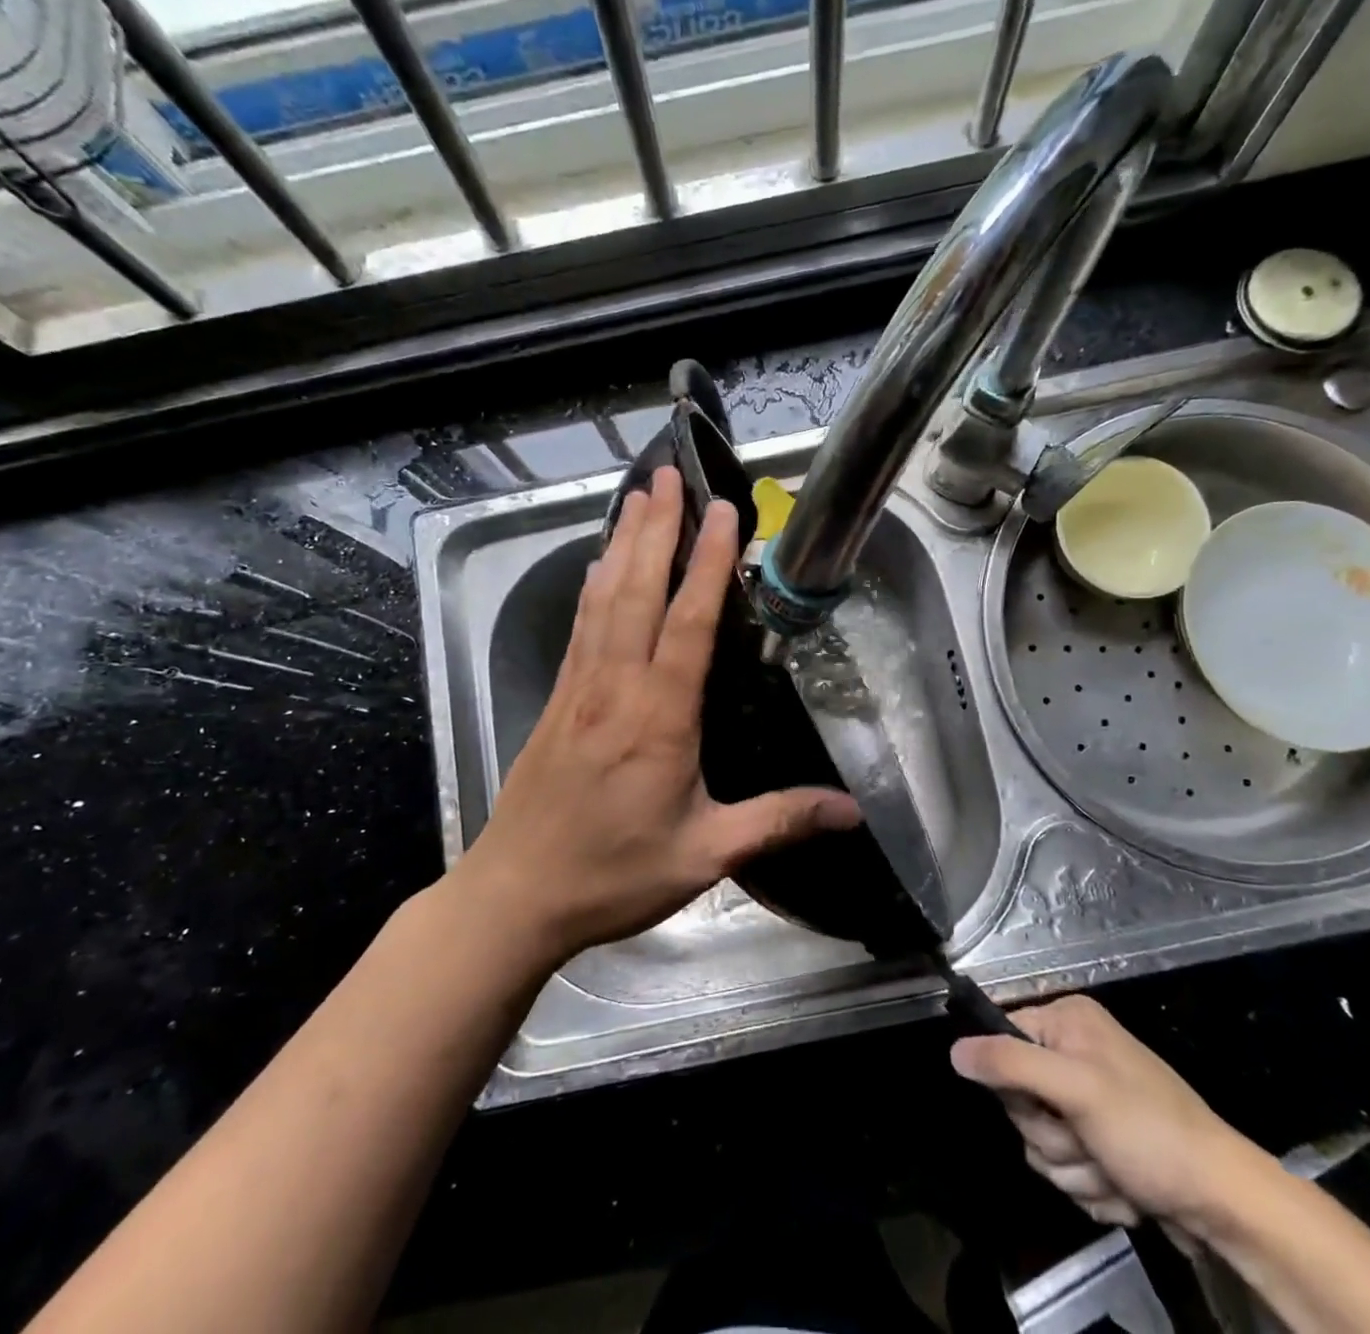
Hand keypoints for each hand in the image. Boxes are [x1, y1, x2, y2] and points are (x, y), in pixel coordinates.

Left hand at [463, 466, 860, 961]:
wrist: (517, 895)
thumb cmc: (614, 874)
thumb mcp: (706, 855)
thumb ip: (778, 822)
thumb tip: (852, 811)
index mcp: (659, 717)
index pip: (689, 622)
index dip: (708, 563)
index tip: (723, 511)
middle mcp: (616, 686)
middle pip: (636, 590)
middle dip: (656, 528)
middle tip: (669, 475)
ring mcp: (579, 687)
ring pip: (603, 598)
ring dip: (621, 543)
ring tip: (636, 496)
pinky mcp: (556, 699)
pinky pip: (580, 626)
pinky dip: (592, 585)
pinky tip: (597, 564)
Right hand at [952, 995, 1269, 1234]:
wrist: (1225, 1202)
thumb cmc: (1149, 1131)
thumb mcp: (1076, 1090)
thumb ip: (1010, 1065)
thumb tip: (953, 1050)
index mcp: (1067, 1022)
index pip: (1001, 1040)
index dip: (1014, 1084)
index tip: (1045, 1106)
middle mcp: (1073, 1052)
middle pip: (1018, 1100)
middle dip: (1052, 1137)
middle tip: (1087, 1142)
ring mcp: (1088, 1101)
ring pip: (1041, 1142)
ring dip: (1074, 1169)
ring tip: (1115, 1171)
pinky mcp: (1101, 1143)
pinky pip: (1067, 1168)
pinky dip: (1093, 1186)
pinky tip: (1125, 1189)